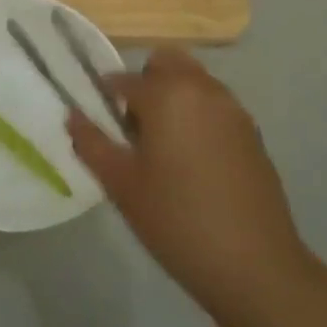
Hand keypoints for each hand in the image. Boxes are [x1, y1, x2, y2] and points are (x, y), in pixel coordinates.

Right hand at [68, 49, 310, 326]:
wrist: (254, 264)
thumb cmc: (176, 219)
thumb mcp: (121, 184)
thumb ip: (91, 143)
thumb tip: (72, 115)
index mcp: (167, 94)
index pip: (124, 79)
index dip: (105, 97)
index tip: (98, 123)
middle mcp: (203, 90)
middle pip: (167, 63)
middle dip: (145, 84)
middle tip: (134, 128)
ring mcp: (234, 110)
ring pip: (195, 82)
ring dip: (174, 98)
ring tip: (163, 149)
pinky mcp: (253, 134)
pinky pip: (216, 107)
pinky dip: (198, 117)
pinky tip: (193, 164)